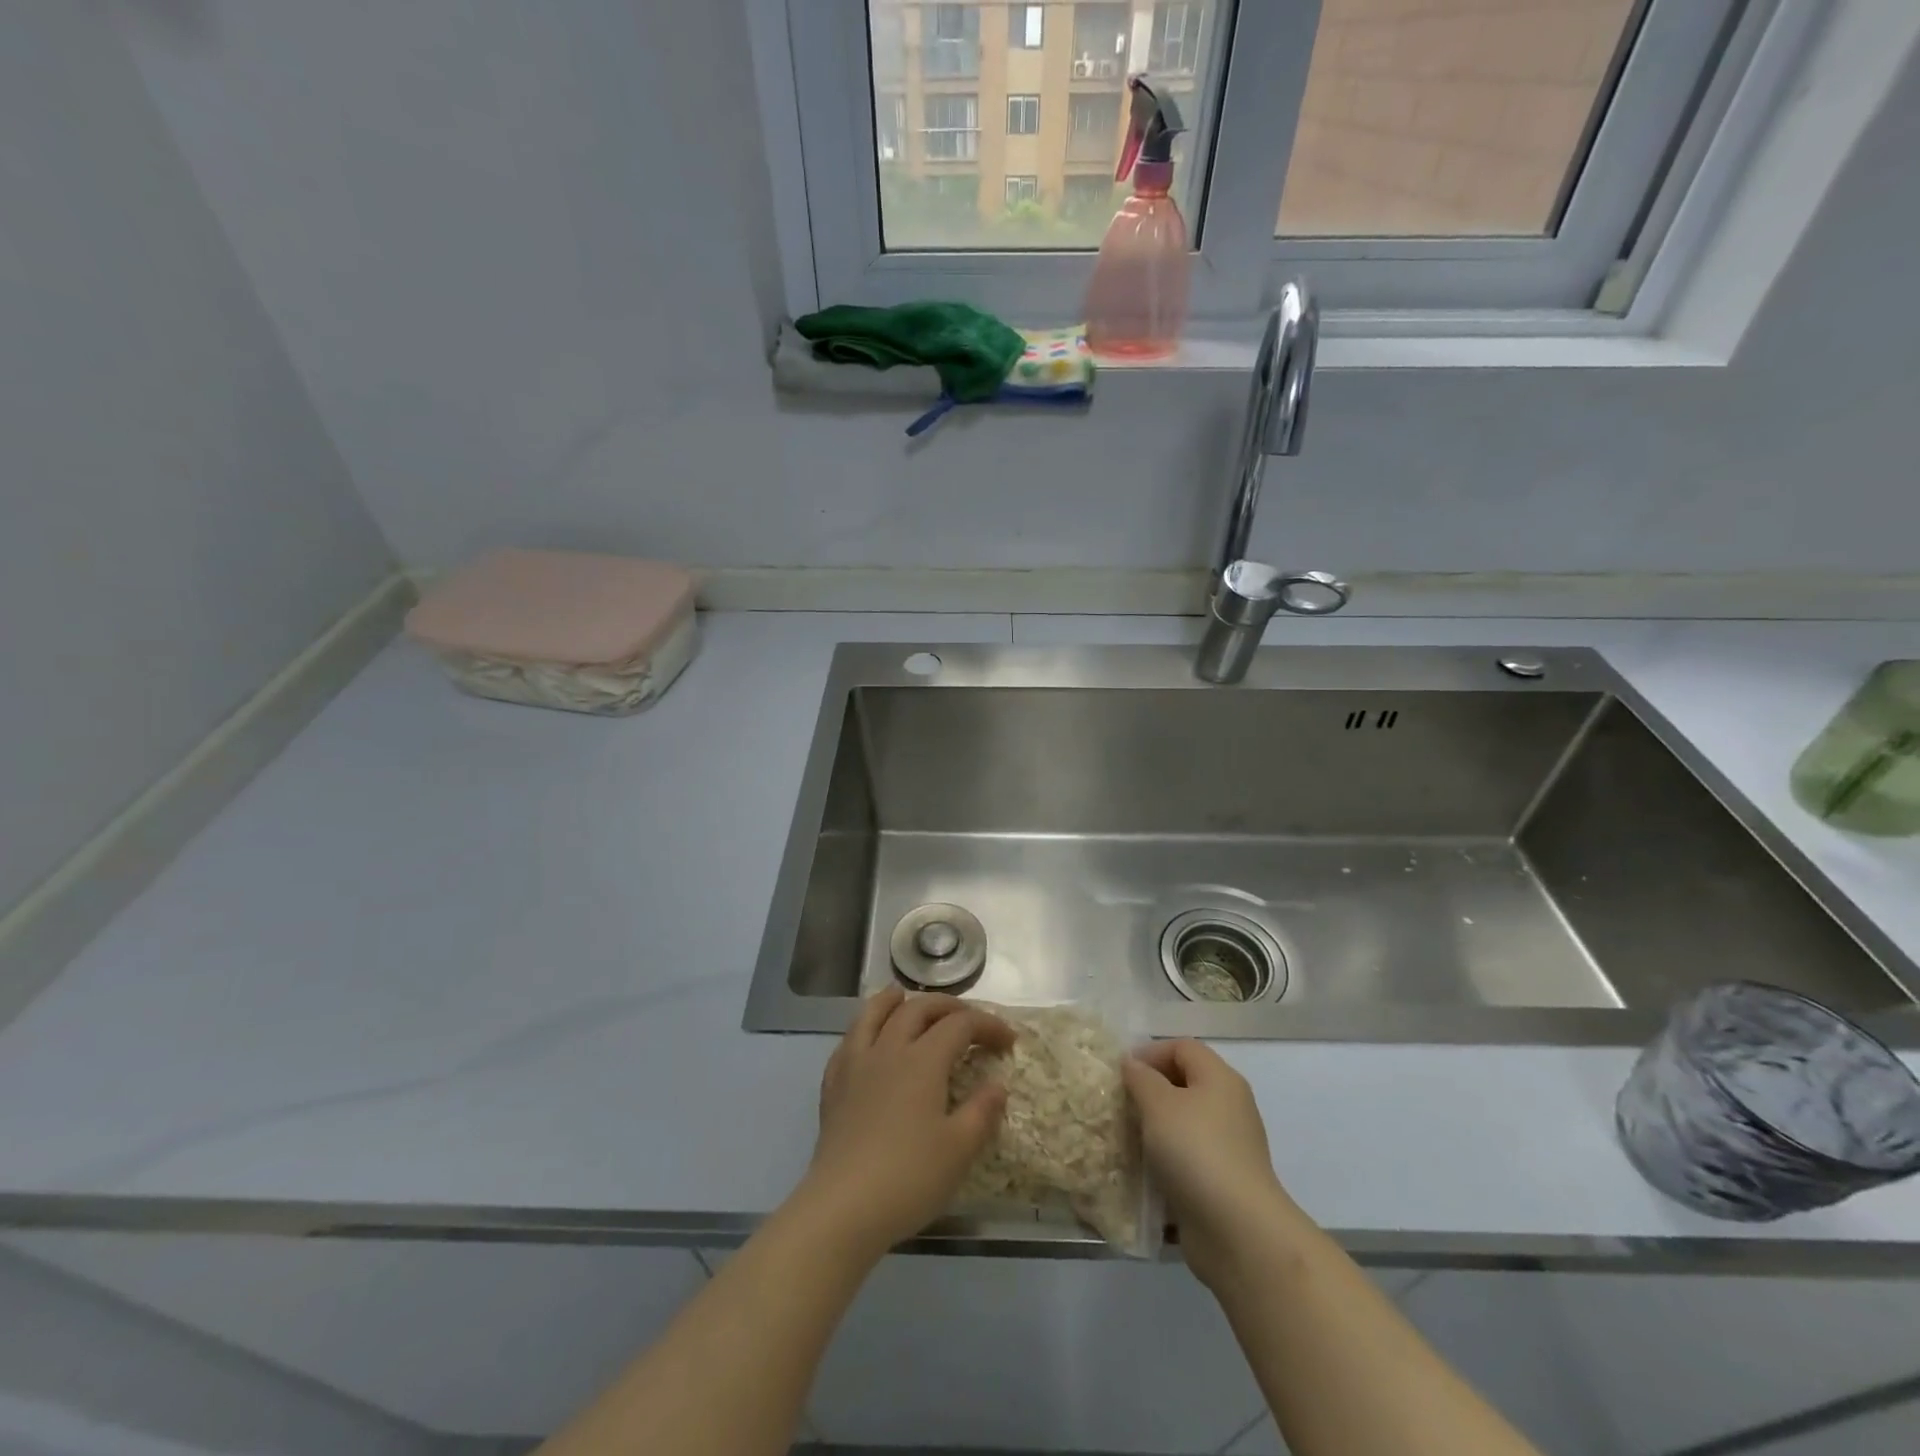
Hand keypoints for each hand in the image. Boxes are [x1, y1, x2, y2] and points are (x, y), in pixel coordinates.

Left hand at [792, 986, 1014, 1261]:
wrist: (843, 1207)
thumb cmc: (909, 1178)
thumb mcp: (959, 1150)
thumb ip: (982, 1112)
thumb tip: (996, 1085)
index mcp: (923, 1060)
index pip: (960, 1025)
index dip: (987, 1025)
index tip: (1008, 1041)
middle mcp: (889, 1050)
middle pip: (918, 1009)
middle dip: (948, 1006)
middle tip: (968, 1018)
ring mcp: (856, 1064)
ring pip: (874, 1014)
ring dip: (894, 1000)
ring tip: (903, 995)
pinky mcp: (834, 1085)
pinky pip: (849, 1041)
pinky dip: (864, 1028)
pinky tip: (868, 1039)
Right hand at [1123, 1039, 1307, 1288]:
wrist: (1239, 1232)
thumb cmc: (1196, 1152)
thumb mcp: (1159, 1105)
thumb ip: (1141, 1078)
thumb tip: (1132, 1064)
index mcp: (1220, 1079)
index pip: (1182, 1047)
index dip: (1150, 1052)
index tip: (1121, 1072)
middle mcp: (1229, 1107)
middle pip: (1184, 1083)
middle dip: (1149, 1090)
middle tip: (1119, 1103)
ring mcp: (1228, 1147)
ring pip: (1184, 1123)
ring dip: (1154, 1127)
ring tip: (1125, 1137)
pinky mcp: (1222, 1182)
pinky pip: (1187, 1158)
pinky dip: (1165, 1160)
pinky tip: (1142, 1171)